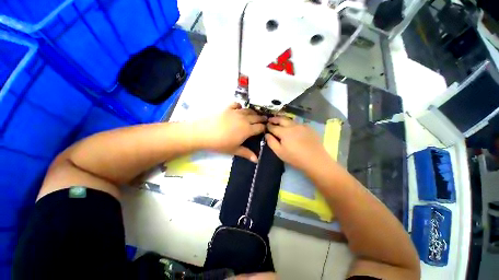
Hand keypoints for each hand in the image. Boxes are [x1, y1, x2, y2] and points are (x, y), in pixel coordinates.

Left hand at [197, 103, 265, 161]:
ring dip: (254, 113)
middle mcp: (244, 119)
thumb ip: (246, 153)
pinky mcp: (228, 108)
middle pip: (256, 117)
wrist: (203, 133)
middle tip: (264, 120)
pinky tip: (240, 109)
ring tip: (255, 115)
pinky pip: (237, 105)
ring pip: (249, 110)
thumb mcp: (234, 150)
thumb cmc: (220, 144)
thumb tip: (256, 160)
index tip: (265, 128)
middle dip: (262, 119)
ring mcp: (236, 112)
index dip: (264, 128)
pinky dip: (240, 106)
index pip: (260, 127)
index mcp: (247, 129)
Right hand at [266, 116, 329, 170]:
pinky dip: (293, 124)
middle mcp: (292, 126)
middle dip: (275, 119)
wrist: (316, 160)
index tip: (265, 125)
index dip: (268, 126)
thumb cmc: (295, 158)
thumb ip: (271, 142)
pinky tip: (293, 128)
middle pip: (282, 119)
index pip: (273, 127)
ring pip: (290, 120)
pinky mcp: (309, 127)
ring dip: (283, 120)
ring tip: (280, 122)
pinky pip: (298, 123)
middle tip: (270, 119)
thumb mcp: (280, 152)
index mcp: (284, 132)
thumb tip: (266, 134)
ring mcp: (302, 125)